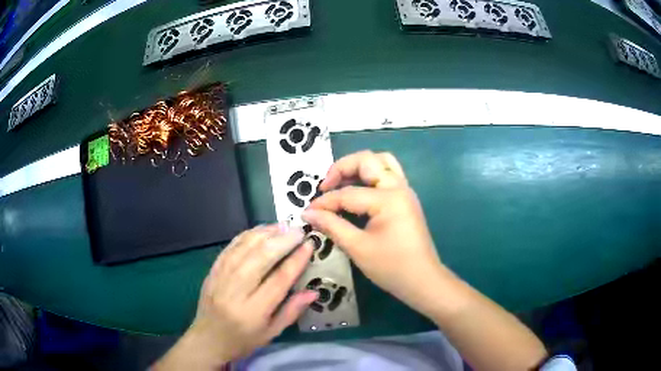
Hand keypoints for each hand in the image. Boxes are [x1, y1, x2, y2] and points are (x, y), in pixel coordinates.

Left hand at [153, 225, 316, 369]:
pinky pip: (230, 248)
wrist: (207, 340)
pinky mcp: (212, 270)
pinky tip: (260, 230)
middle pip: (260, 258)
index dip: (296, 261)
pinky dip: (246, 235)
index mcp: (253, 312)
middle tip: (299, 231)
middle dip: (282, 241)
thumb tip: (313, 291)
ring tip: (283, 226)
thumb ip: (292, 311)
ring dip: (265, 233)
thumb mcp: (271, 333)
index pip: (278, 280)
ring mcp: (220, 278)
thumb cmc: (242, 341)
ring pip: (243, 248)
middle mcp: (234, 291)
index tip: (309, 245)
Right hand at [302, 151, 447, 317]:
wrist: (423, 281)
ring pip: (381, 163)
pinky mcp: (406, 200)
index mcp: (388, 199)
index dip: (325, 202)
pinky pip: (387, 176)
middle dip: (342, 168)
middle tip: (325, 187)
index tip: (307, 212)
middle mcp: (399, 187)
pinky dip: (370, 177)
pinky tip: (356, 193)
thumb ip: (332, 226)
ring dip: (358, 168)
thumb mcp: (358, 248)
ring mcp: (405, 192)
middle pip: (368, 160)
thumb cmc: (392, 267)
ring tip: (340, 184)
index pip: (348, 193)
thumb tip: (308, 213)